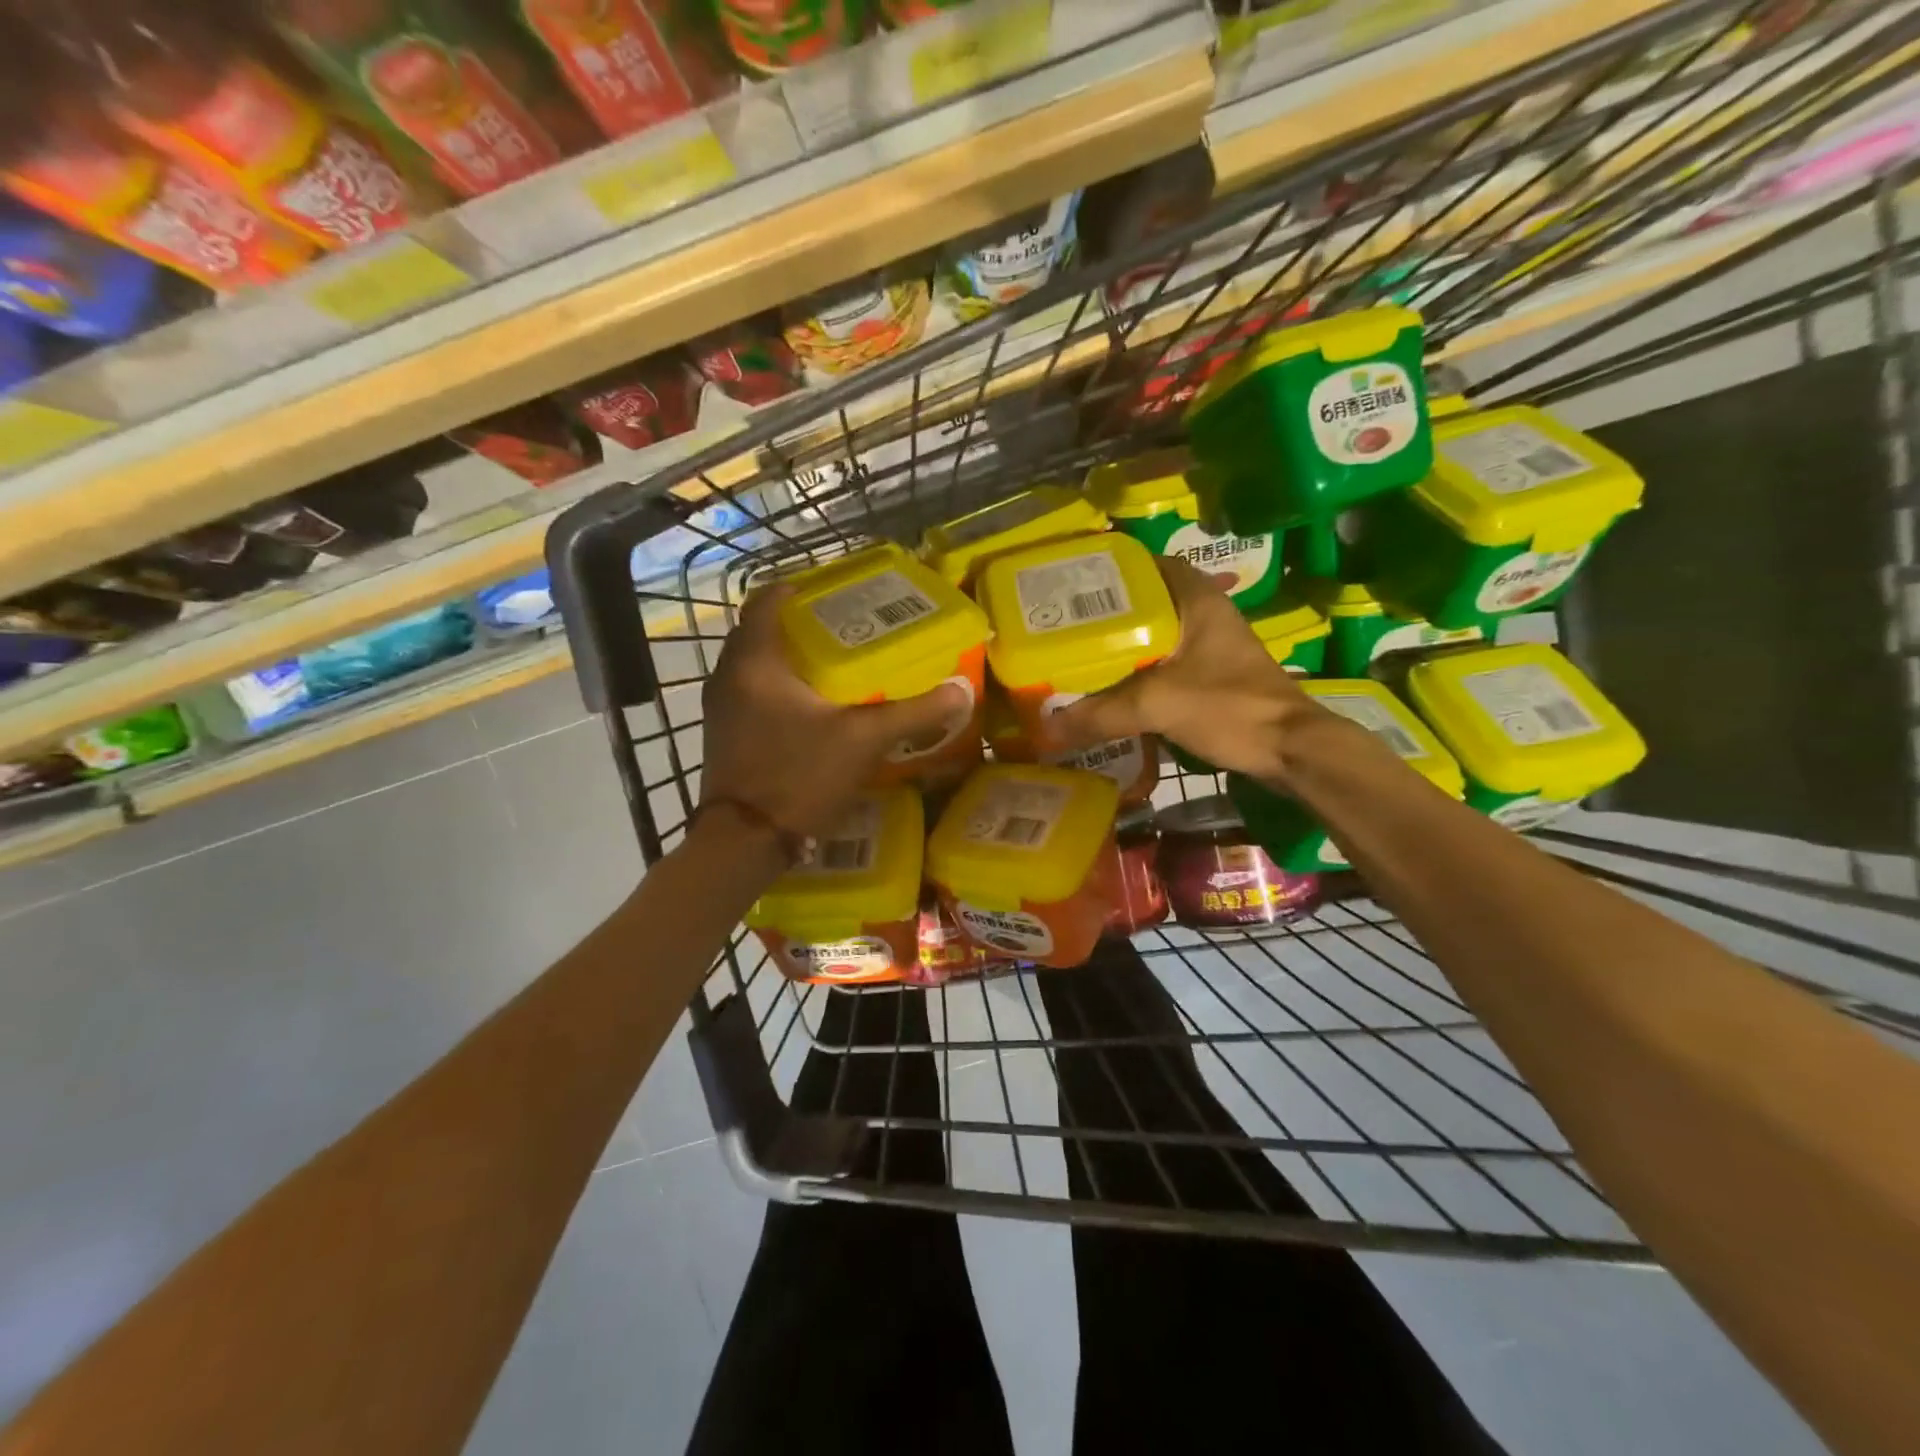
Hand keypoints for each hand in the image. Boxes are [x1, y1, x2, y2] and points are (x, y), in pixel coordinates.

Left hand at [700, 584, 966, 838]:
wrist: (744, 842)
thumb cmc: (798, 776)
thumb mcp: (864, 741)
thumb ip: (913, 713)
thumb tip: (961, 692)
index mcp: (755, 662)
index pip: (767, 600)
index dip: (801, 590)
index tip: (836, 593)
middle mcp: (730, 675)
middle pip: (763, 630)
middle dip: (802, 624)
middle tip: (847, 628)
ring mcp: (722, 707)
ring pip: (757, 663)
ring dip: (791, 658)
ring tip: (837, 663)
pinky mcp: (725, 733)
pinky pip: (753, 691)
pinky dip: (781, 686)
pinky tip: (816, 705)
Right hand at [1041, 557, 1322, 784]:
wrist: (1289, 750)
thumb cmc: (1230, 708)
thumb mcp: (1158, 705)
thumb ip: (1101, 713)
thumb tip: (1047, 727)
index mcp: (1197, 600)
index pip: (1149, 564)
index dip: (1111, 569)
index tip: (1072, 582)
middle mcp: (1205, 614)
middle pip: (1146, 600)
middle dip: (1107, 610)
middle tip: (1063, 621)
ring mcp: (1211, 646)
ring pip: (1155, 632)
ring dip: (1122, 642)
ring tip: (1077, 651)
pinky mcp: (1211, 675)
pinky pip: (1164, 661)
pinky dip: (1137, 668)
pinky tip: (1110, 685)